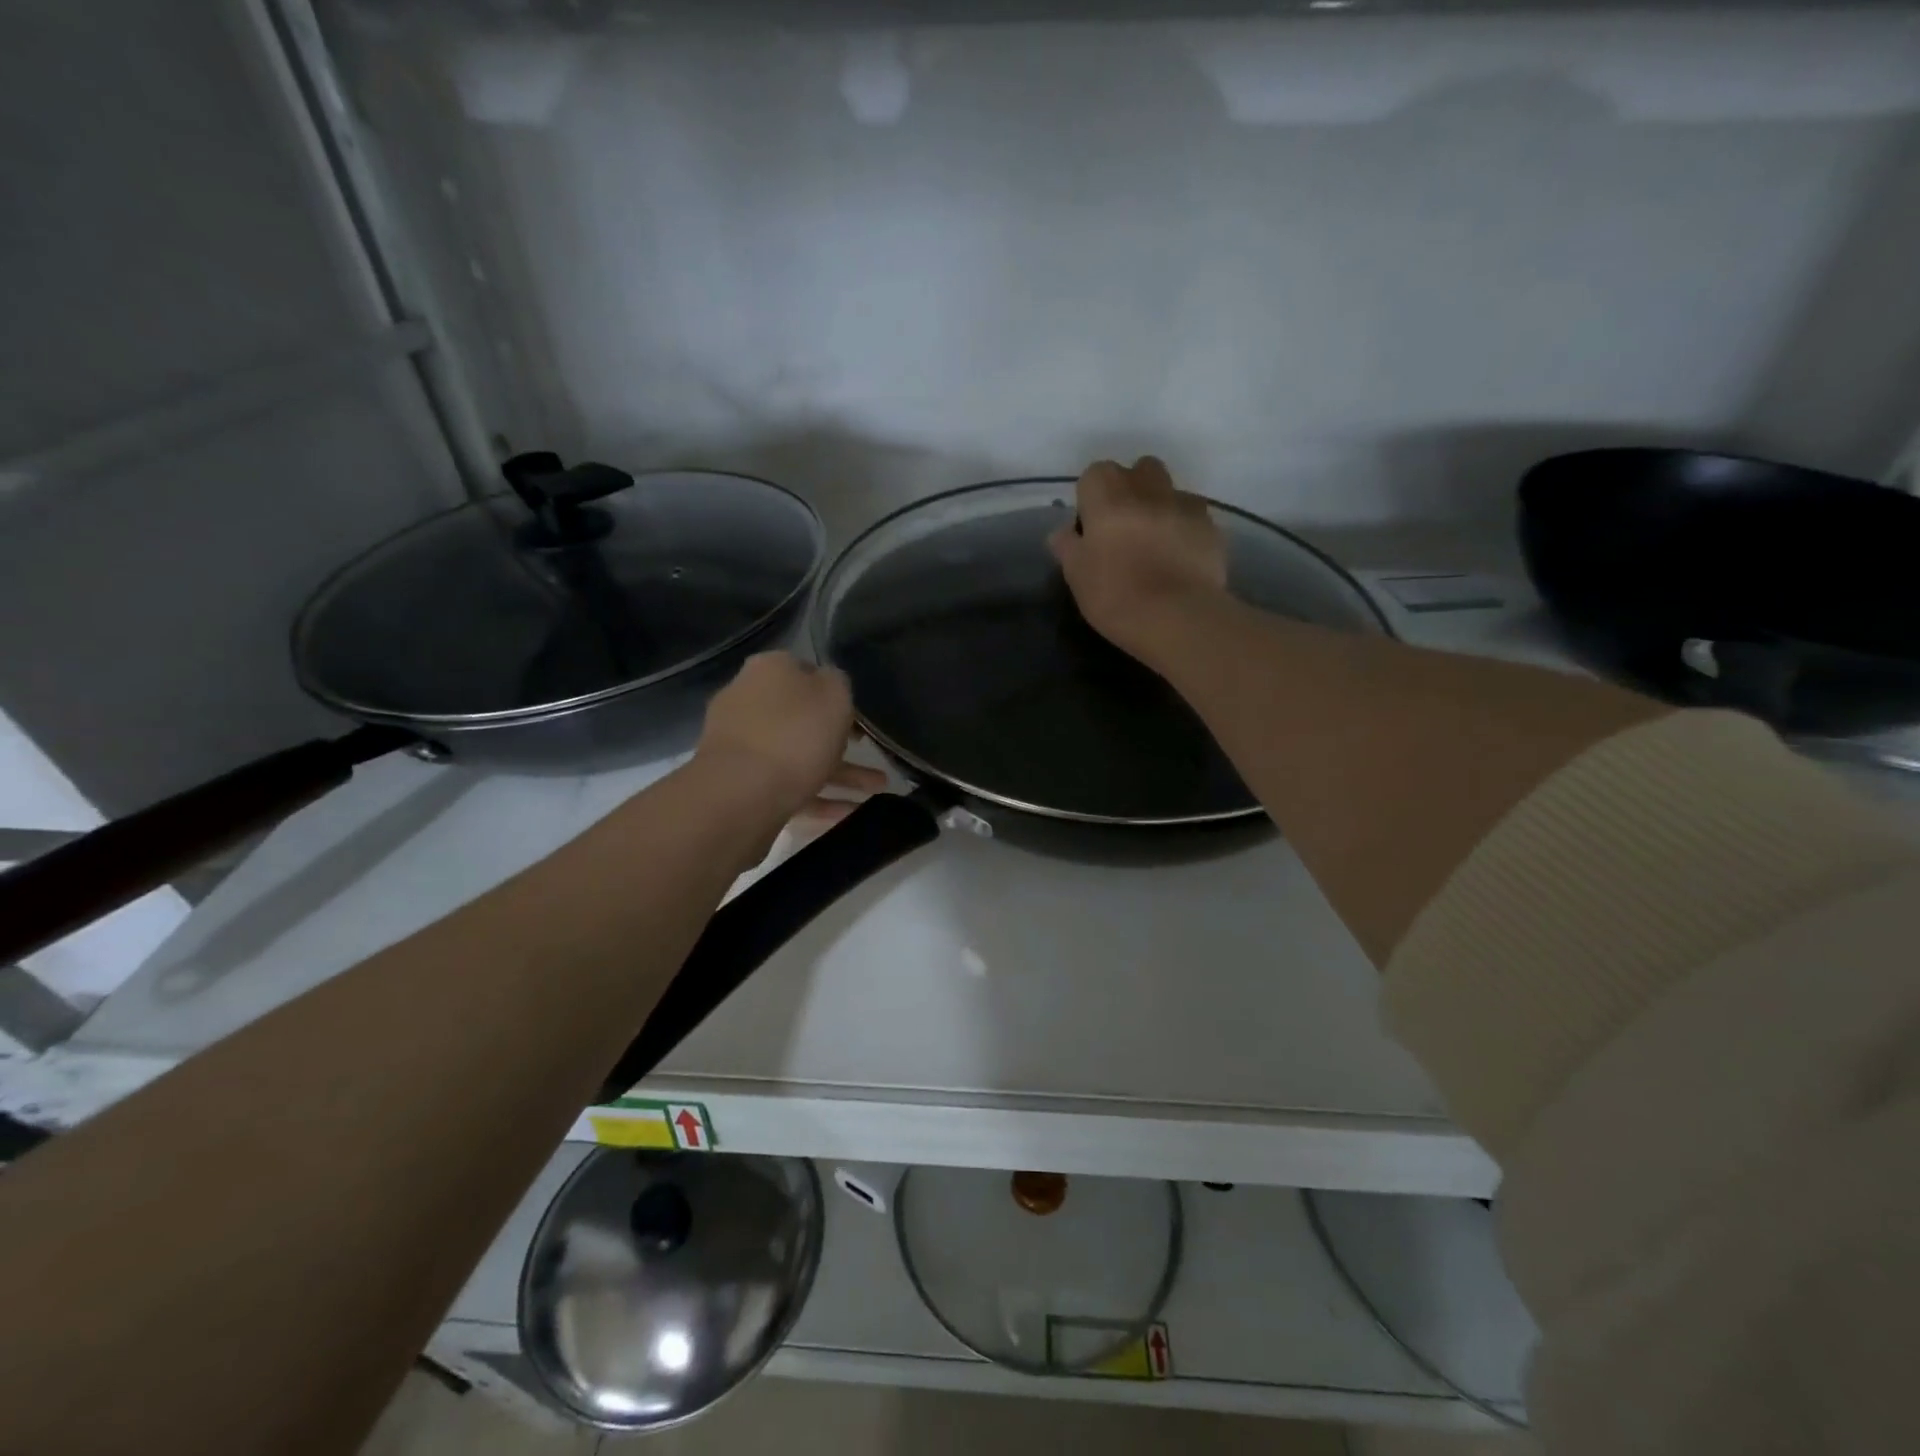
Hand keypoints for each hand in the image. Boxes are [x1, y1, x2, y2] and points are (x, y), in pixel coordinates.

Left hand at [695, 652, 885, 821]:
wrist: (740, 793)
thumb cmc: (795, 733)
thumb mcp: (834, 693)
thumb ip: (837, 683)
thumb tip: (829, 684)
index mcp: (769, 670)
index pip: (807, 672)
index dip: (837, 693)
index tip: (861, 717)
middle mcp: (749, 700)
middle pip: (802, 717)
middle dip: (841, 739)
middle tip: (873, 754)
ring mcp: (742, 744)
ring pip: (799, 755)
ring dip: (840, 773)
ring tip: (876, 791)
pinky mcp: (741, 782)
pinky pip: (787, 786)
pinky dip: (818, 798)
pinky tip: (848, 813)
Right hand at [1047, 456, 1227, 661]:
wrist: (1177, 617)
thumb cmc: (1115, 595)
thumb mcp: (1076, 575)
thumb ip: (1068, 546)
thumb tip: (1064, 532)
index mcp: (1108, 496)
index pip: (1095, 475)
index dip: (1092, 499)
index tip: (1091, 528)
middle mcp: (1148, 489)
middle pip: (1139, 471)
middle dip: (1132, 489)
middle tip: (1125, 529)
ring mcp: (1184, 505)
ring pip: (1171, 491)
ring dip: (1162, 507)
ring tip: (1157, 544)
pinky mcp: (1212, 527)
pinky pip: (1195, 518)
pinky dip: (1186, 530)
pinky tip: (1181, 559)